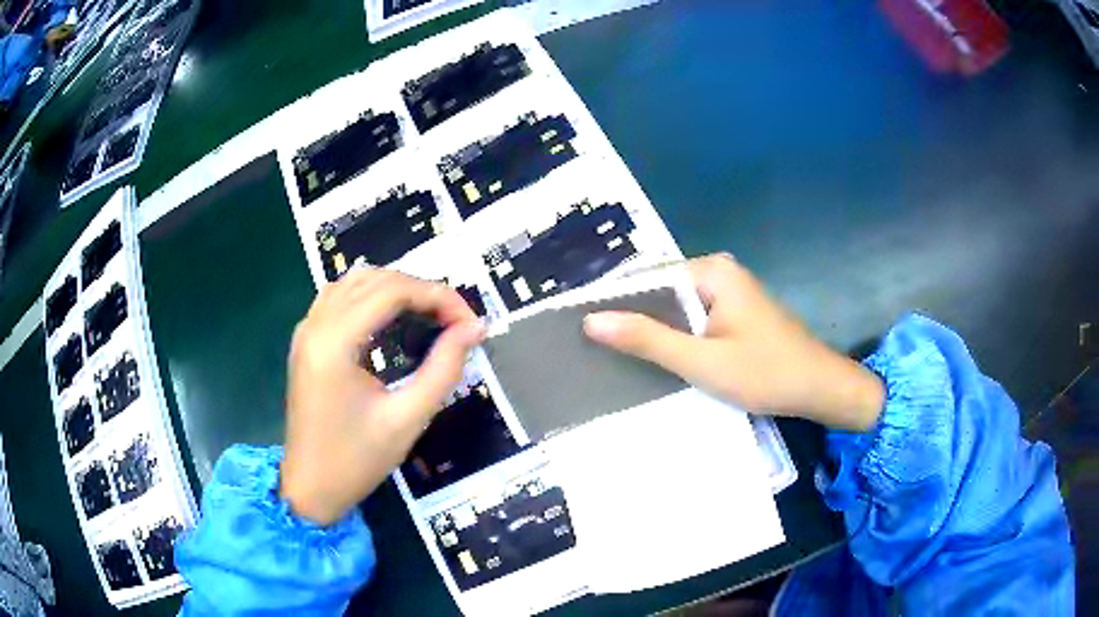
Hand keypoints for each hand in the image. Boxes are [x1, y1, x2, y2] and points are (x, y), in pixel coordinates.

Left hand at [280, 270, 484, 524]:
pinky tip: (392, 319)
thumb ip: (444, 368)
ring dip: (397, 289)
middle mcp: (315, 325)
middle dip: (422, 291)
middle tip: (456, 323)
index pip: (392, 290)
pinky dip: (372, 298)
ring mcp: (306, 330)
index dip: (438, 296)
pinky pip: (340, 298)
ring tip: (431, 317)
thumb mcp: (407, 419)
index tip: (471, 324)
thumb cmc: (356, 460)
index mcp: (334, 342)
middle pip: (375, 279)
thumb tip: (475, 328)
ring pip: (356, 282)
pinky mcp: (306, 340)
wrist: (310, 488)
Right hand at [583, 254, 883, 431]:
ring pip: (675, 308)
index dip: (612, 302)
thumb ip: (647, 339)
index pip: (646, 279)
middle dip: (630, 318)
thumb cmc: (764, 373)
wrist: (820, 388)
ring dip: (650, 331)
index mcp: (711, 271)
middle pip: (660, 291)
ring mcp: (728, 291)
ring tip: (610, 354)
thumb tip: (591, 320)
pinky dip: (673, 337)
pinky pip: (692, 319)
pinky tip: (652, 358)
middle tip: (589, 346)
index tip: (577, 327)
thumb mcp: (701, 361)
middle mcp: (718, 271)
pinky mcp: (733, 312)